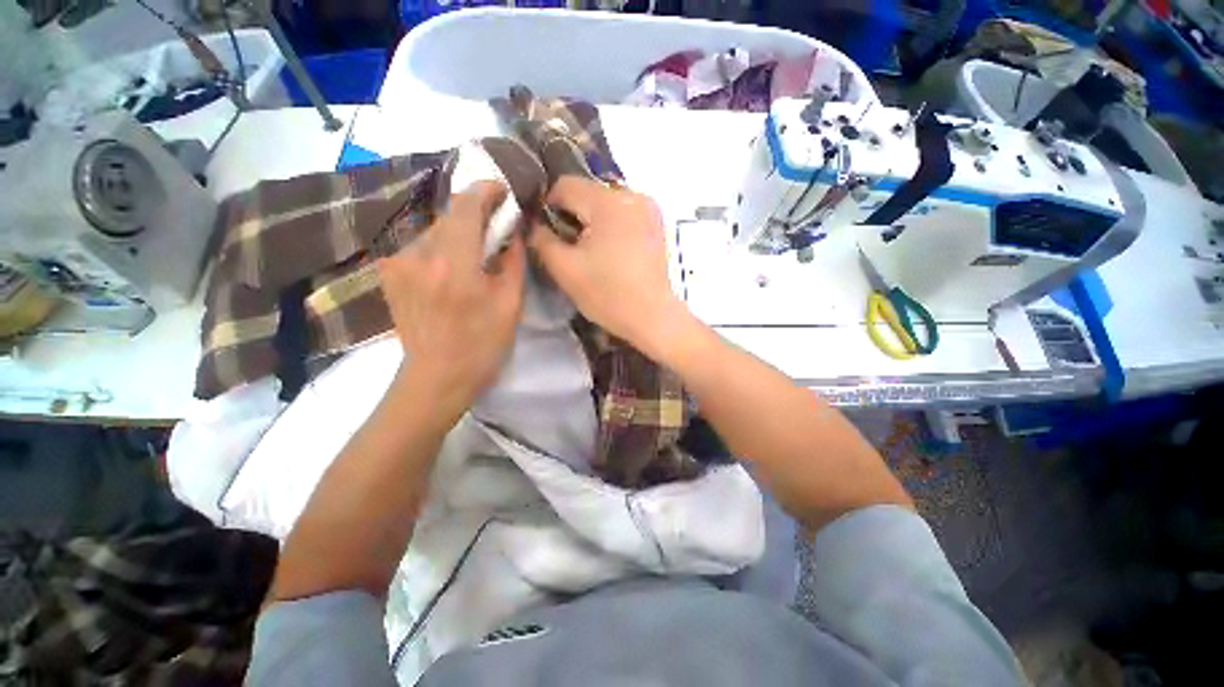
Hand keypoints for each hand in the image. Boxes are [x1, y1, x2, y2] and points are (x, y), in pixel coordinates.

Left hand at [378, 181, 525, 408]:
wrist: (436, 378)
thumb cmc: (483, 345)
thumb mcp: (511, 303)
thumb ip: (513, 259)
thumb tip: (513, 229)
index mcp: (454, 264)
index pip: (466, 206)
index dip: (486, 190)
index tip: (503, 191)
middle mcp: (419, 254)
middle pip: (449, 215)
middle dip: (476, 214)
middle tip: (498, 228)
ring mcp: (398, 262)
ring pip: (435, 230)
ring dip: (459, 233)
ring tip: (477, 254)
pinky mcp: (390, 272)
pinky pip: (421, 246)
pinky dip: (442, 247)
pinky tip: (454, 269)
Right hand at [529, 177, 687, 354]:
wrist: (651, 316)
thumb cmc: (607, 294)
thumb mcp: (564, 269)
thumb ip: (541, 239)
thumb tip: (534, 225)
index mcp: (607, 202)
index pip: (565, 185)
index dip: (547, 206)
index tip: (547, 233)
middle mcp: (631, 195)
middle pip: (587, 192)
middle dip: (572, 215)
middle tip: (569, 246)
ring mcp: (648, 209)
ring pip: (606, 203)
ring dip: (592, 221)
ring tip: (592, 251)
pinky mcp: (657, 224)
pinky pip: (624, 213)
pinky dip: (611, 225)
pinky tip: (611, 251)